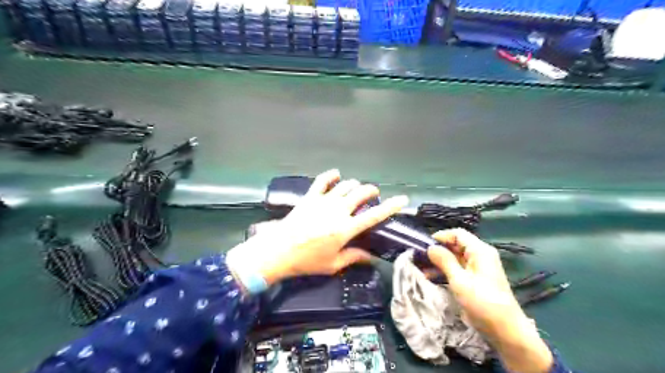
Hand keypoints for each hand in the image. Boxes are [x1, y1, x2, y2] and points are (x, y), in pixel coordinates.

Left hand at [225, 170, 408, 284]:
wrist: (279, 251)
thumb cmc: (307, 260)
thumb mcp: (332, 264)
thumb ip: (353, 257)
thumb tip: (370, 256)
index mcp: (346, 229)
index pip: (374, 215)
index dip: (391, 207)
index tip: (402, 200)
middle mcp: (338, 211)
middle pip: (360, 194)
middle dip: (371, 191)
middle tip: (373, 194)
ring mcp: (323, 201)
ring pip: (345, 185)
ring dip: (354, 185)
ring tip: (356, 189)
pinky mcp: (310, 197)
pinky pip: (322, 181)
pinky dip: (330, 175)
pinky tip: (336, 174)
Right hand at [429, 228, 553, 371]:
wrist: (505, 330)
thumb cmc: (482, 302)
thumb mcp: (459, 280)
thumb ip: (444, 261)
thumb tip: (431, 247)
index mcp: (479, 251)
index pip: (457, 234)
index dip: (440, 237)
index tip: (424, 245)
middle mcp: (480, 255)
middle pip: (456, 245)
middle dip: (438, 250)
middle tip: (420, 257)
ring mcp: (479, 267)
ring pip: (455, 257)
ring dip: (439, 261)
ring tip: (422, 268)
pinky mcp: (476, 279)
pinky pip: (458, 268)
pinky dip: (446, 270)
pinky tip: (431, 277)